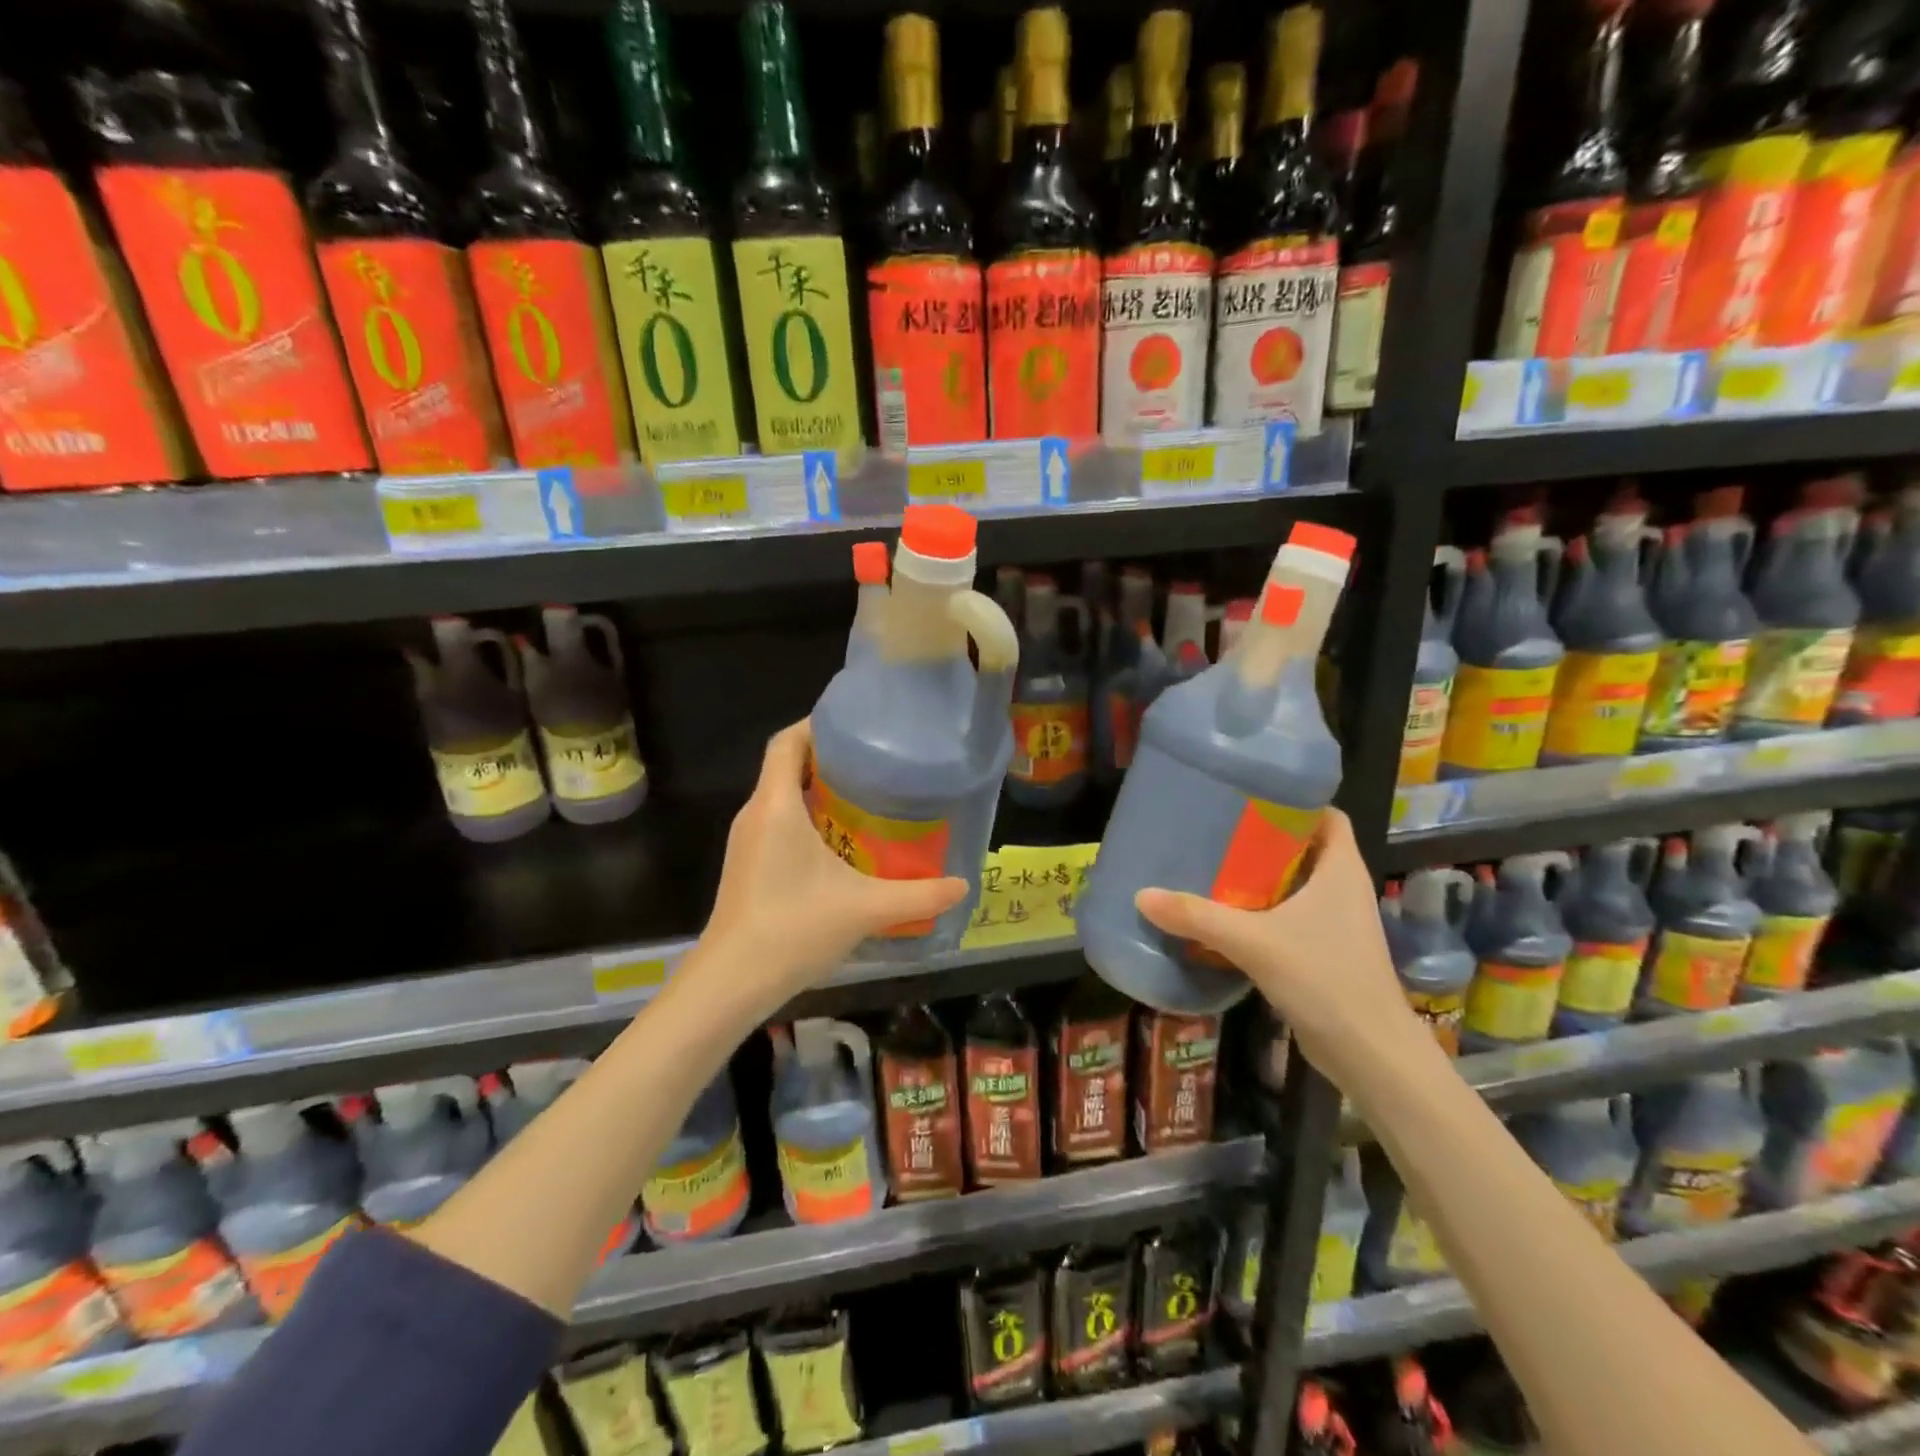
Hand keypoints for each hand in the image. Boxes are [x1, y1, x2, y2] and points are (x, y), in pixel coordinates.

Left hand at [703, 721, 967, 1004]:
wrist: (731, 982)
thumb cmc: (793, 929)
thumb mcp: (865, 909)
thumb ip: (917, 895)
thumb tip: (962, 885)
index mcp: (776, 805)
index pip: (786, 742)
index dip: (817, 725)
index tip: (857, 727)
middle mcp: (755, 813)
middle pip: (786, 765)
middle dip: (828, 758)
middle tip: (877, 763)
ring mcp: (747, 841)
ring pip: (782, 796)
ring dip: (819, 790)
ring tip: (867, 797)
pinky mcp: (748, 865)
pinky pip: (778, 822)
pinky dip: (808, 818)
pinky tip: (842, 842)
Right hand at [1133, 809, 1429, 1091]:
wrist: (1369, 1054)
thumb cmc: (1324, 978)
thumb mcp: (1254, 942)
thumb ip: (1198, 917)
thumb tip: (1143, 895)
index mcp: (1341, 870)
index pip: (1327, 815)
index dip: (1295, 801)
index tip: (1249, 796)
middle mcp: (1343, 889)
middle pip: (1305, 847)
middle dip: (1264, 838)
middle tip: (1216, 829)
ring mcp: (1336, 924)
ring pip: (1295, 885)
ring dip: (1260, 877)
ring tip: (1212, 866)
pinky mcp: (1325, 953)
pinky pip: (1290, 917)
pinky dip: (1261, 911)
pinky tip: (1225, 917)